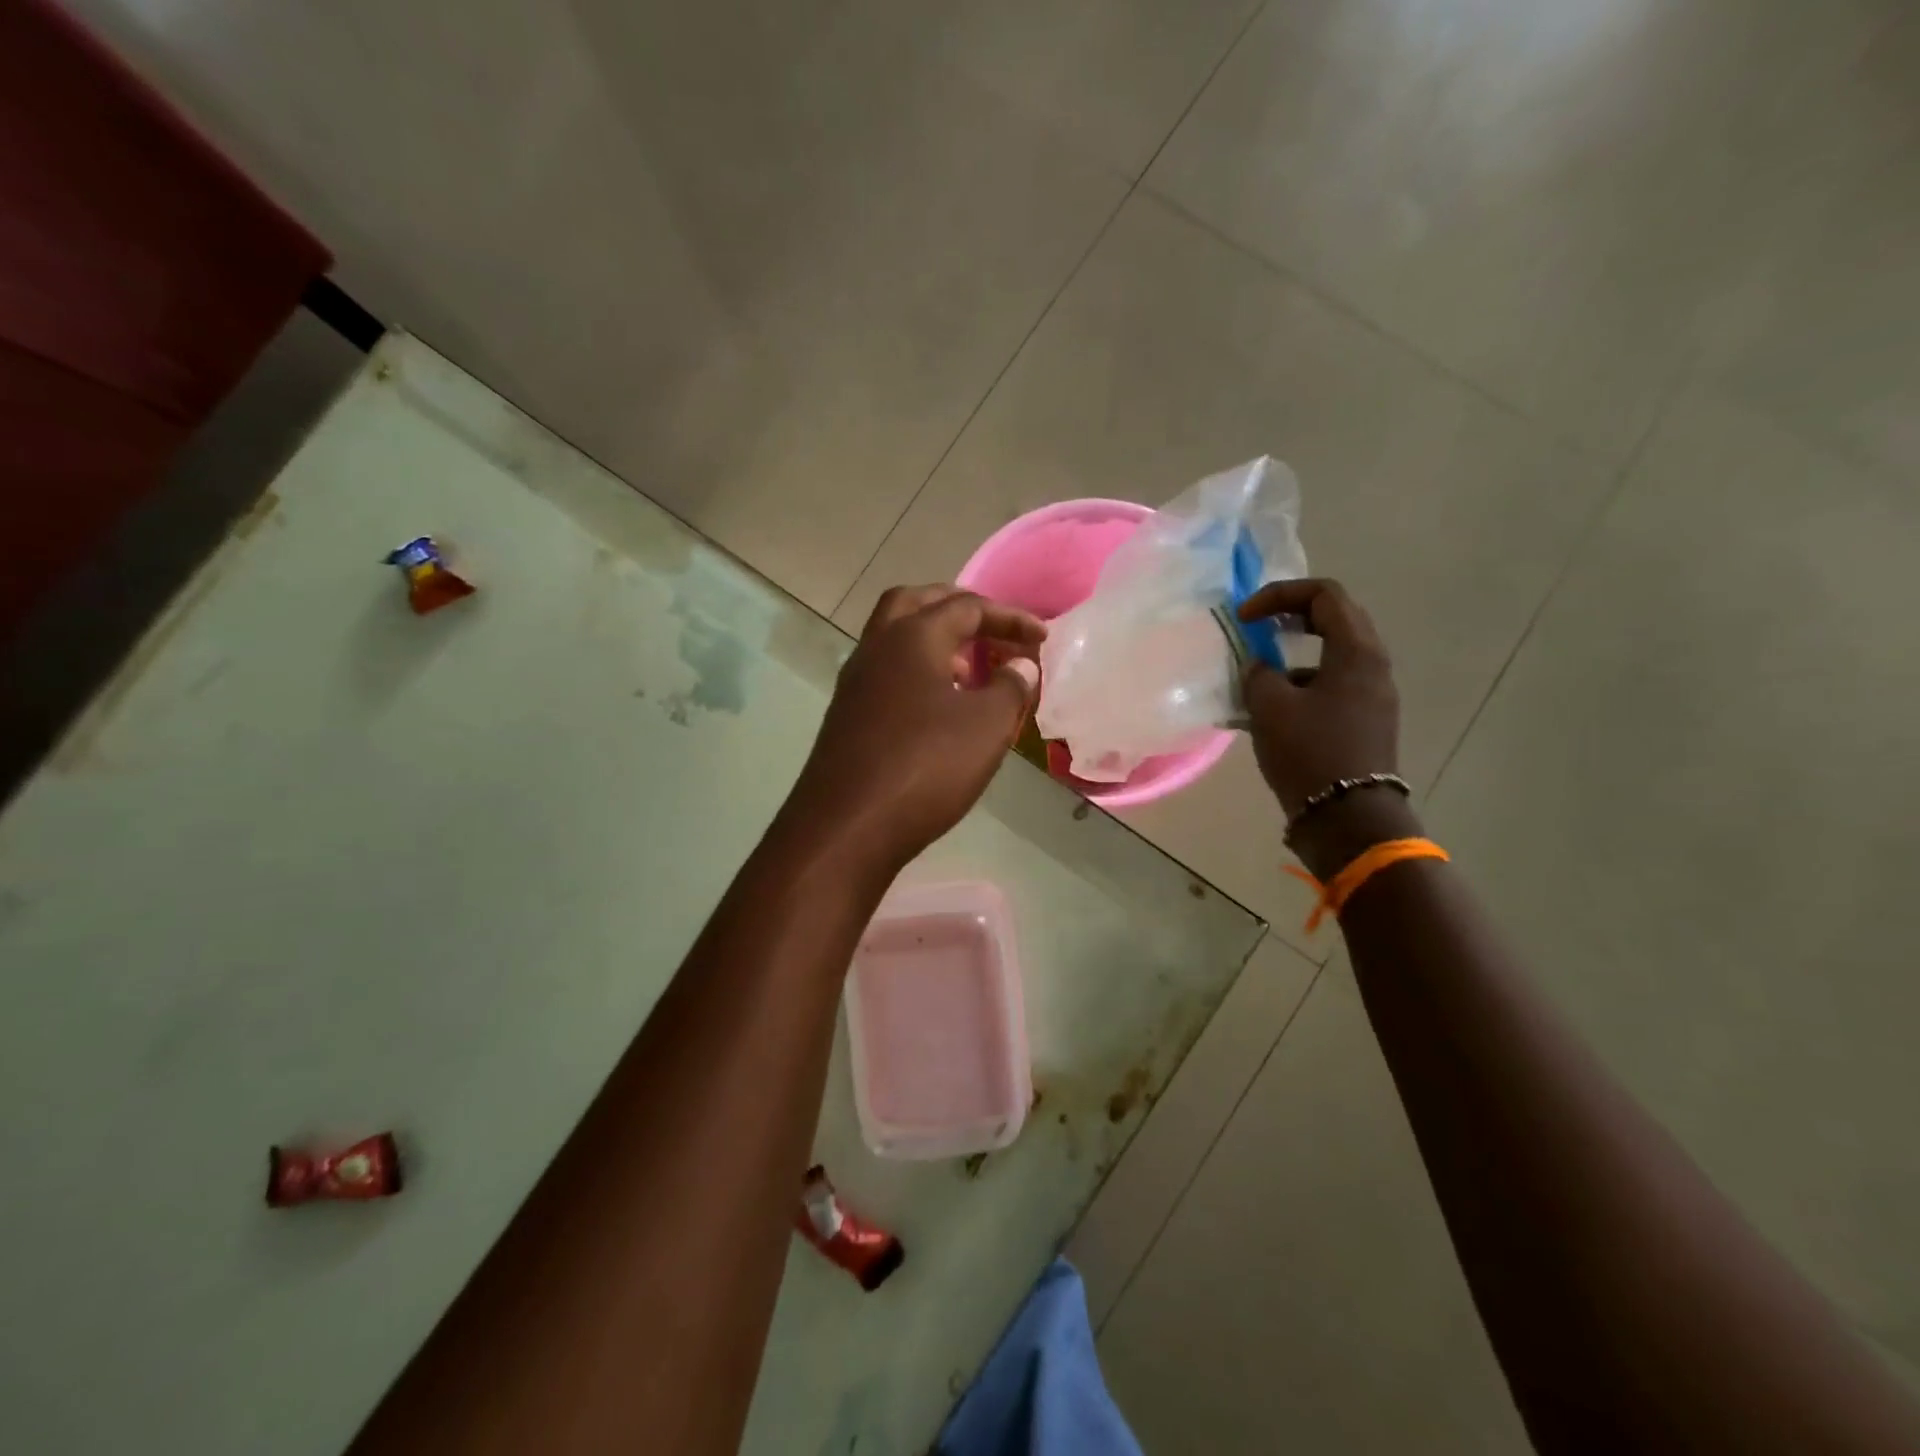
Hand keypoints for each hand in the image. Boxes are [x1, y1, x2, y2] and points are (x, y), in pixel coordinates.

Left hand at [792, 585, 1044, 873]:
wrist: (847, 828)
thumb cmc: (926, 766)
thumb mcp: (986, 726)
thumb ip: (1010, 687)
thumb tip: (1020, 665)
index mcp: (911, 637)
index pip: (966, 606)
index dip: (1009, 617)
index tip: (1043, 638)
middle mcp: (876, 648)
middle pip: (917, 604)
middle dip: (959, 610)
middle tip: (991, 630)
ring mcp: (855, 683)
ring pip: (895, 639)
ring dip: (935, 642)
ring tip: (973, 672)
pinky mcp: (847, 716)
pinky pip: (887, 675)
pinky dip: (918, 674)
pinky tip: (940, 708)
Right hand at [1238, 577, 1401, 818]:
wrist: (1347, 817)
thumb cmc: (1309, 752)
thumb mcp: (1269, 706)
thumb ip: (1259, 673)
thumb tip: (1260, 668)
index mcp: (1356, 651)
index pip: (1325, 595)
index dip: (1280, 594)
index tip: (1245, 617)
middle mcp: (1373, 665)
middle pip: (1334, 618)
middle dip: (1290, 616)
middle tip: (1256, 628)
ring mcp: (1373, 695)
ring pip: (1332, 654)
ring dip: (1293, 653)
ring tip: (1258, 673)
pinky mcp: (1365, 721)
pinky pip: (1332, 684)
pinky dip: (1302, 682)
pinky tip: (1272, 709)